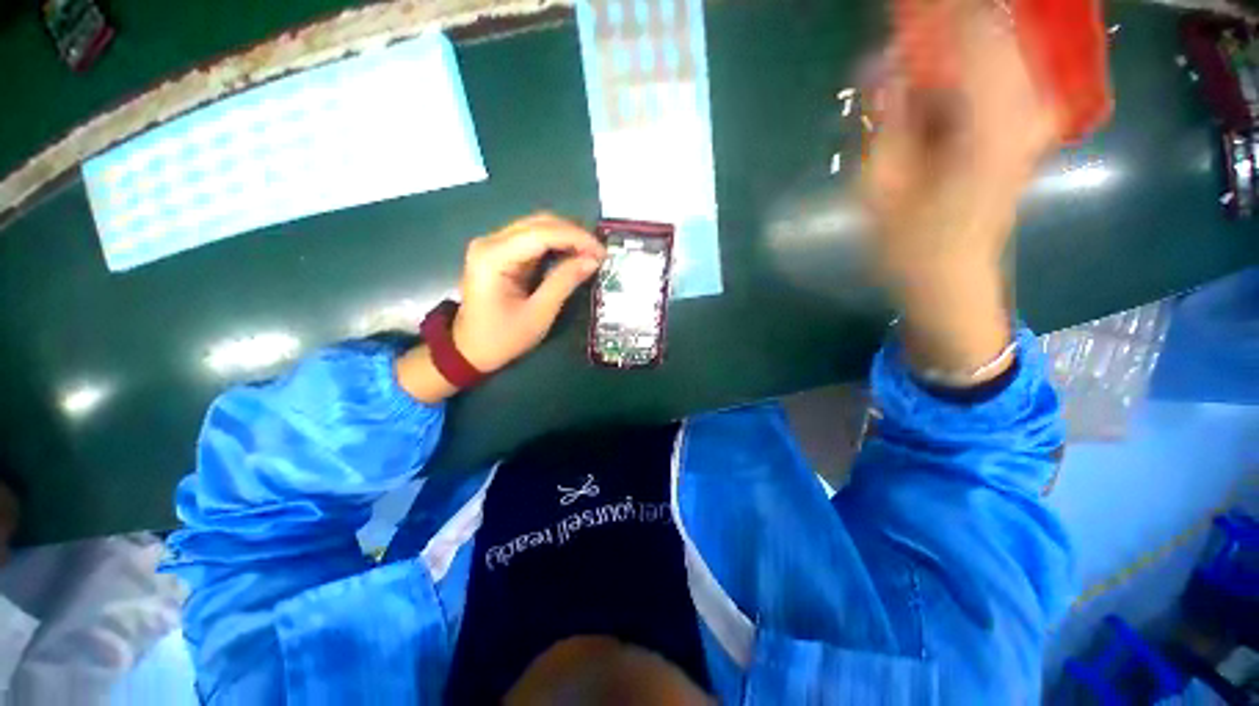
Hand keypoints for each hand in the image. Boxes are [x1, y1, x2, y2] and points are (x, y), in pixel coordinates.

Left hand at [452, 213, 604, 374]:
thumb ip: (564, 282)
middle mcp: (490, 241)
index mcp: (494, 256)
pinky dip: (556, 245)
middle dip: (574, 234)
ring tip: (590, 254)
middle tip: (599, 253)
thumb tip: (592, 260)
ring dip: (567, 237)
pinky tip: (573, 255)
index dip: (576, 238)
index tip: (602, 252)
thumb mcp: (538, 314)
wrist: (469, 350)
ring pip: (537, 227)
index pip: (542, 233)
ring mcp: (493, 245)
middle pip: (539, 223)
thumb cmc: (502, 338)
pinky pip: (533, 239)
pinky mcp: (499, 253)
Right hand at [864, 1, 1056, 379]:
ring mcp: (1030, 114)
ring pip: (994, 48)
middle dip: (941, 26)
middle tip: (897, 40)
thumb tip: (878, 62)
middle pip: (989, 31)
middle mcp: (1024, 107)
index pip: (970, 32)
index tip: (898, 5)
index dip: (933, 12)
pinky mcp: (1023, 124)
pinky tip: (931, 84)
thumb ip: (886, 117)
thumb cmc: (909, 243)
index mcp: (991, 121)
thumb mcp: (881, 184)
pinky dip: (963, 65)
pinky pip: (998, 71)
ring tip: (905, 70)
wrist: (950, 277)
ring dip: (950, 46)